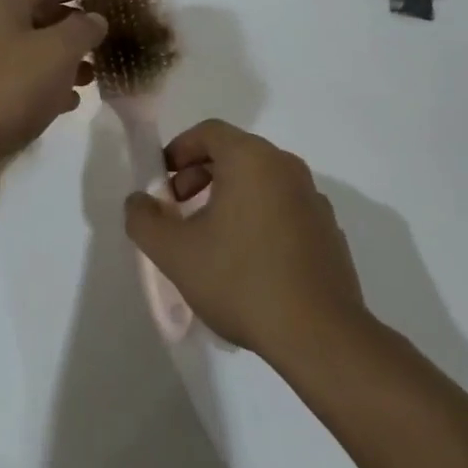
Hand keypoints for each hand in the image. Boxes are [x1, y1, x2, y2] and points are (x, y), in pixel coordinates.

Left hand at [0, 0, 106, 198]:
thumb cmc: (10, 86)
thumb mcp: (57, 51)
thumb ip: (82, 30)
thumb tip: (95, 18)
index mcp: (4, 6)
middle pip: (38, 19)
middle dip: (71, 29)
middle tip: (103, 41)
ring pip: (32, 54)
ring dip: (63, 61)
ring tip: (92, 76)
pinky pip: (22, 83)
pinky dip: (46, 88)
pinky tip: (68, 103)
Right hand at [124, 120, 369, 363]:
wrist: (319, 336)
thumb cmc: (240, 280)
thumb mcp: (174, 252)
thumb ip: (144, 219)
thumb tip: (139, 201)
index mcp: (252, 159)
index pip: (209, 132)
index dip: (179, 150)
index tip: (162, 183)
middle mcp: (287, 168)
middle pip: (235, 153)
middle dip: (200, 175)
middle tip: (179, 210)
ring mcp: (313, 199)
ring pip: (260, 182)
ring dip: (229, 197)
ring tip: (210, 239)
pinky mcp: (329, 231)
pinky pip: (283, 208)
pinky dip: (258, 218)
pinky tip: (247, 261)